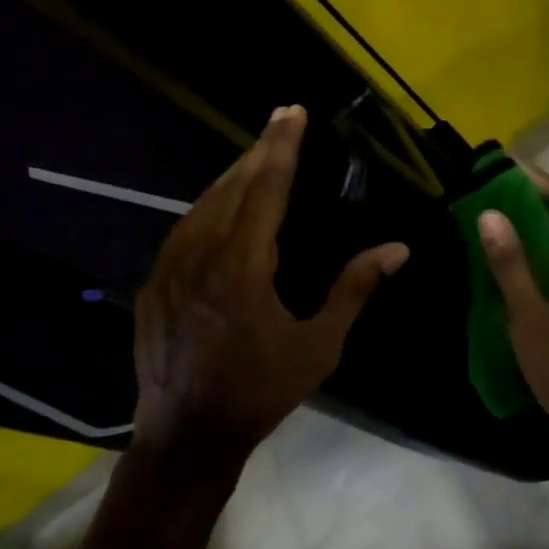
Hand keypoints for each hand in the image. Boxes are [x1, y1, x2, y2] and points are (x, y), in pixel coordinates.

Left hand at [132, 106, 409, 464]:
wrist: (188, 435)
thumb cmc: (260, 393)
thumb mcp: (318, 347)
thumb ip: (353, 290)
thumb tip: (397, 249)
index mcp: (242, 267)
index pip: (265, 189)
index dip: (282, 148)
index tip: (292, 112)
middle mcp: (199, 256)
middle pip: (230, 188)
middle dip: (258, 152)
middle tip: (279, 123)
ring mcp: (167, 270)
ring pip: (201, 206)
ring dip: (231, 179)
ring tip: (256, 160)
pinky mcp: (152, 286)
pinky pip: (182, 232)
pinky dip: (206, 210)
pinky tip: (220, 210)